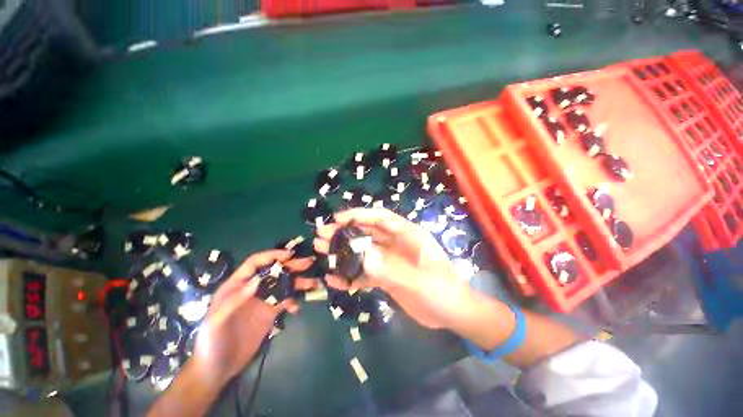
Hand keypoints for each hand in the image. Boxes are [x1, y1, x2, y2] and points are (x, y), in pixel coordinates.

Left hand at [190, 250, 315, 384]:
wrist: (217, 369)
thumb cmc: (212, 343)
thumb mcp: (216, 321)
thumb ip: (235, 300)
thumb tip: (258, 280)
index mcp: (237, 285)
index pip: (255, 263)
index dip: (272, 256)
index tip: (290, 255)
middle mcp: (252, 289)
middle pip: (274, 272)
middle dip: (292, 266)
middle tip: (309, 263)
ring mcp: (262, 301)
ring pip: (283, 285)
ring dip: (298, 283)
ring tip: (313, 283)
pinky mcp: (270, 313)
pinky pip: (285, 301)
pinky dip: (293, 301)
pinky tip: (297, 308)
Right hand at [314, 208, 474, 329]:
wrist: (452, 314)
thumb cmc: (443, 291)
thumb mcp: (421, 282)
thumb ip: (393, 270)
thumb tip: (363, 257)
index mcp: (408, 236)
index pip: (381, 218)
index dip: (360, 215)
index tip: (338, 219)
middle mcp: (396, 244)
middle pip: (368, 233)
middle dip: (345, 232)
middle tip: (322, 235)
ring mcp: (390, 261)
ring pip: (363, 251)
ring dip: (344, 251)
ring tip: (321, 251)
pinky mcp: (386, 276)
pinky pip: (365, 272)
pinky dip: (351, 274)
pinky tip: (335, 280)